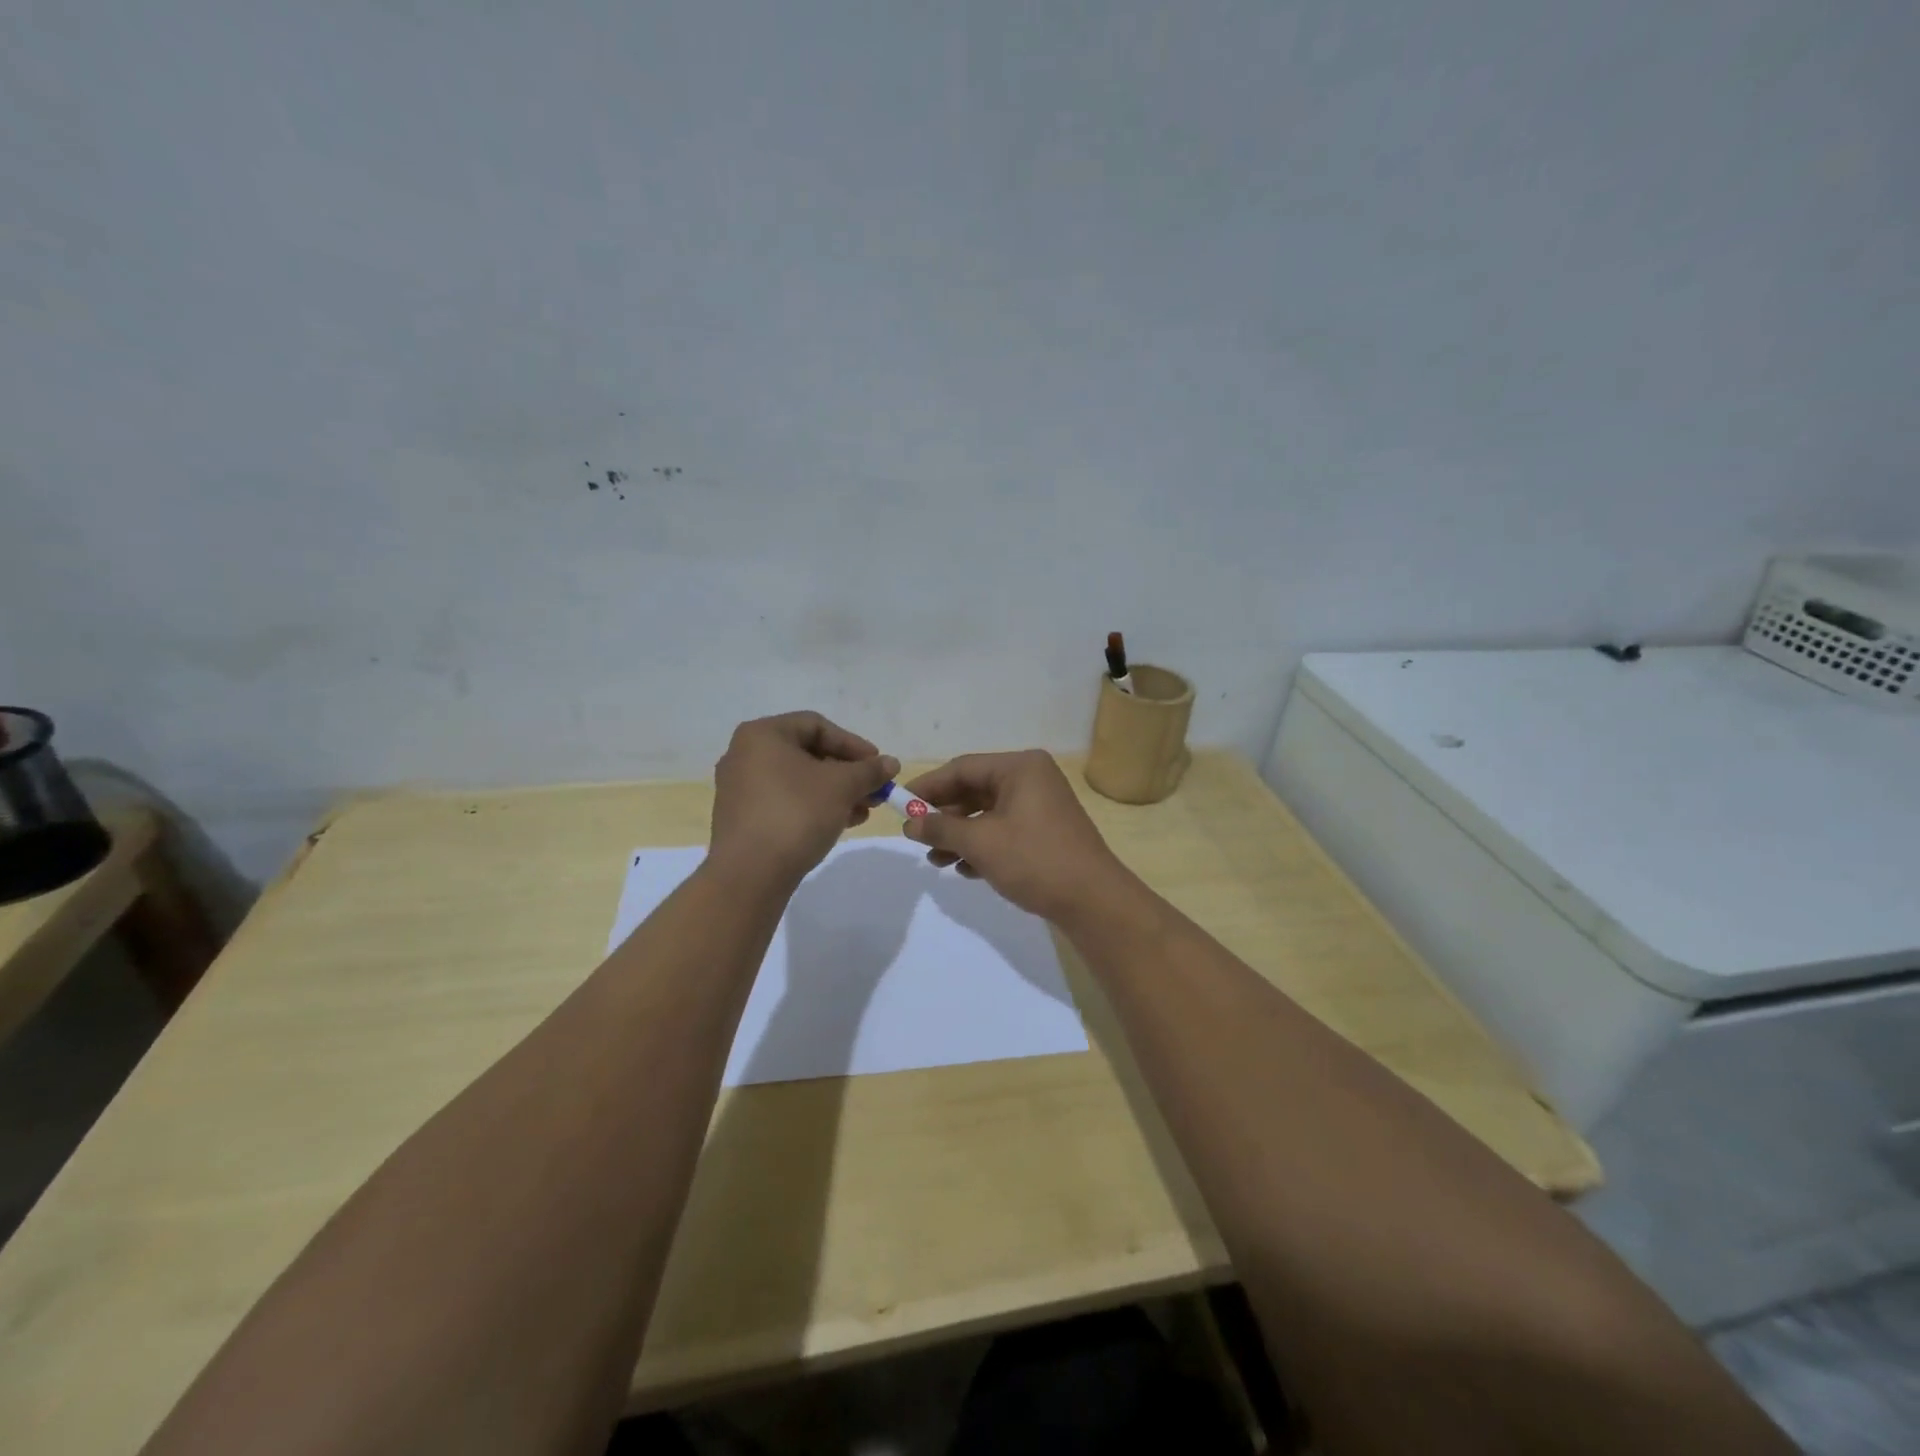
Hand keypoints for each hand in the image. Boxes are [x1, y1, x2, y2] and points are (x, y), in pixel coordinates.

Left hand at [710, 712, 896, 887]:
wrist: (749, 874)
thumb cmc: (796, 814)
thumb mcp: (842, 787)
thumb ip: (869, 770)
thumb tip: (891, 763)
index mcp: (762, 735)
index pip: (817, 726)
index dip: (853, 743)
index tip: (878, 765)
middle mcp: (745, 755)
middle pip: (808, 754)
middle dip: (847, 772)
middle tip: (875, 790)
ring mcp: (741, 789)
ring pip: (799, 781)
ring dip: (836, 792)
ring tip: (864, 811)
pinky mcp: (743, 818)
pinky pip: (786, 801)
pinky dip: (815, 807)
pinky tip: (842, 823)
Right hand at [899, 750, 1133, 922]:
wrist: (1092, 901)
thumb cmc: (1035, 860)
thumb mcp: (981, 842)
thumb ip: (941, 828)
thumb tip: (909, 823)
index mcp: (1020, 767)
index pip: (962, 768)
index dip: (928, 787)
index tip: (900, 805)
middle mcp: (1032, 779)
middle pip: (974, 790)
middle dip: (944, 817)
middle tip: (917, 838)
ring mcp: (1041, 806)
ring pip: (987, 814)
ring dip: (960, 836)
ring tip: (937, 862)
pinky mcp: (1045, 832)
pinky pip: (1004, 830)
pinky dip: (982, 846)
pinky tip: (965, 870)